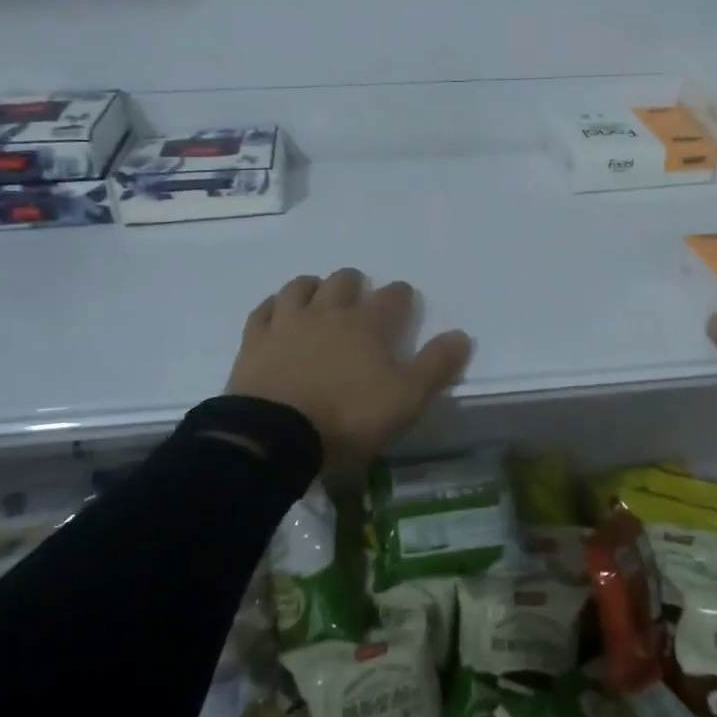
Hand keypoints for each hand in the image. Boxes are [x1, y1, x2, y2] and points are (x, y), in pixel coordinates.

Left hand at [224, 269, 472, 478]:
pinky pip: (264, 309)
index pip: (392, 297)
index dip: (401, 295)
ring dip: (314, 285)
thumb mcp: (406, 398)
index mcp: (367, 325)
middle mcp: (328, 312)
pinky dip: (274, 304)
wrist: (275, 434)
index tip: (404, 298)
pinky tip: (277, 309)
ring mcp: (287, 323)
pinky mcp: (254, 340)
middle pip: (344, 282)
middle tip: (359, 293)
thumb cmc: (348, 416)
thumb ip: (436, 365)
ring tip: (319, 292)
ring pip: (301, 287)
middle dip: (355, 283)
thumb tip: (462, 335)